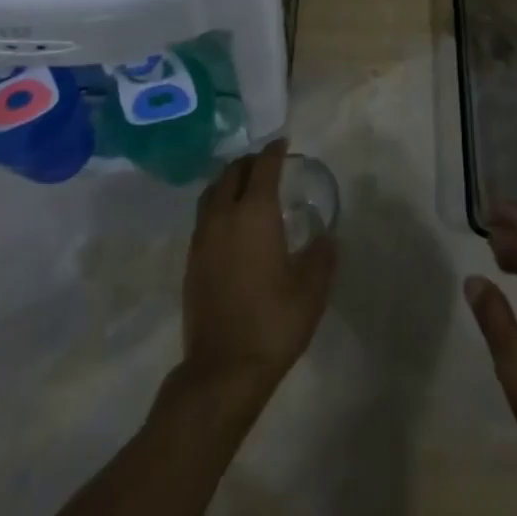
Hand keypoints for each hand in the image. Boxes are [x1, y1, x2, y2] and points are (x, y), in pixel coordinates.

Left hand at [181, 139, 335, 395]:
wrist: (222, 372)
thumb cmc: (273, 322)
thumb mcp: (312, 287)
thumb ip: (322, 254)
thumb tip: (326, 237)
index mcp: (254, 212)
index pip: (263, 166)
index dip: (275, 151)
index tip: (284, 143)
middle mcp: (224, 216)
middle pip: (232, 173)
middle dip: (250, 162)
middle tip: (267, 164)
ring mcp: (202, 239)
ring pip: (212, 193)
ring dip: (229, 182)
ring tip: (245, 188)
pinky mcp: (191, 262)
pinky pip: (204, 217)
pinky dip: (217, 206)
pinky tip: (231, 224)